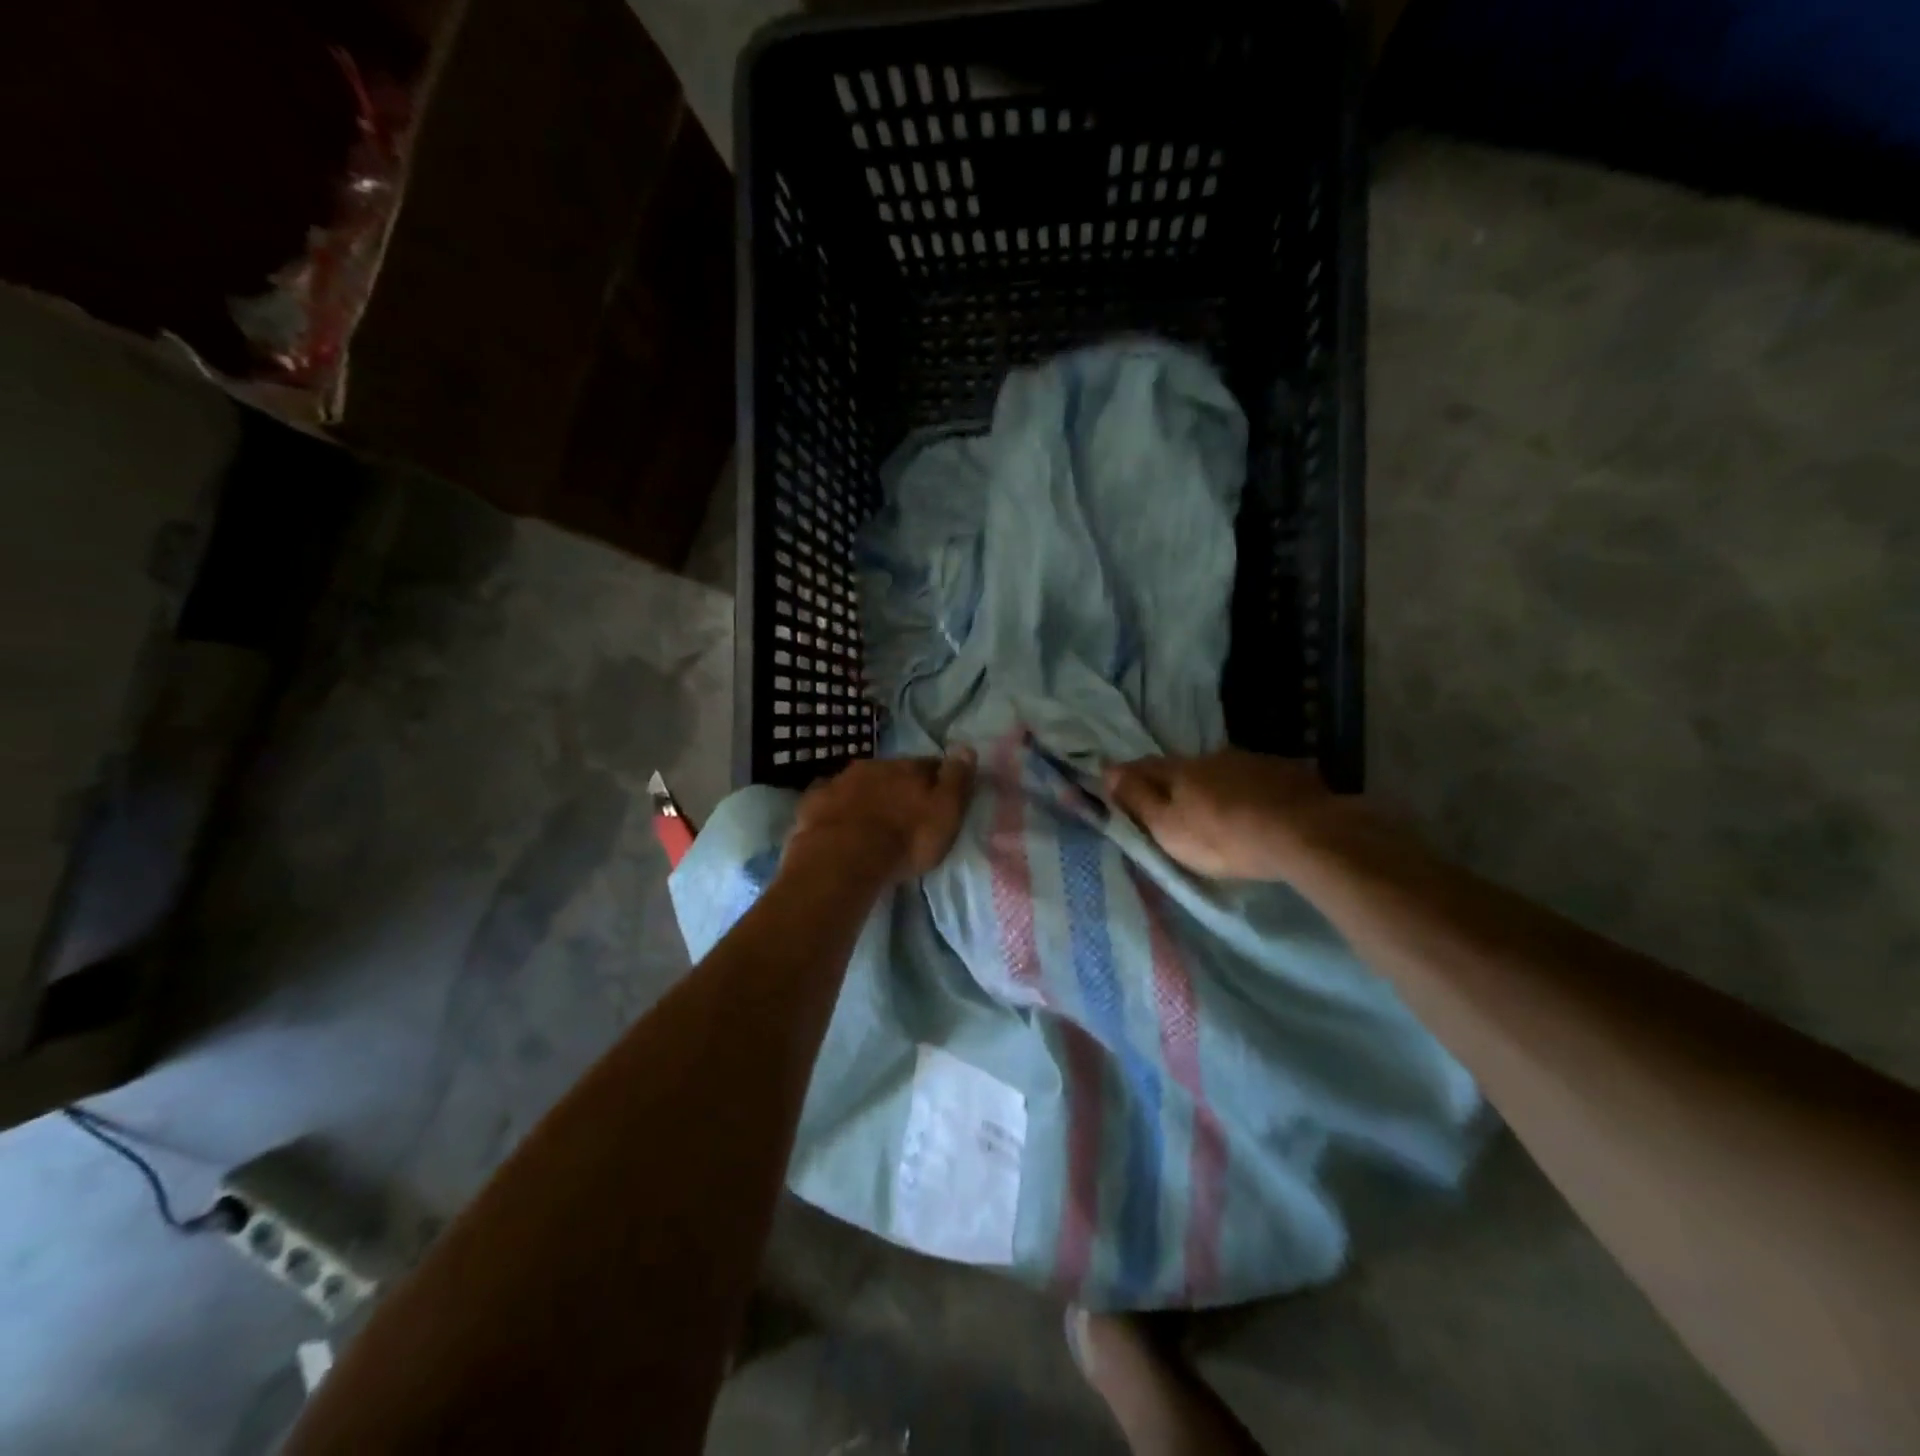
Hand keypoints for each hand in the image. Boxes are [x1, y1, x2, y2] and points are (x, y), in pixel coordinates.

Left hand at [784, 749, 976, 885]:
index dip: (937, 778)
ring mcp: (839, 781)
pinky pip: (829, 799)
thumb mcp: (945, 812)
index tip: (939, 794)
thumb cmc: (905, 838)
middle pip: (892, 772)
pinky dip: (837, 808)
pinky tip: (839, 823)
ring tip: (872, 820)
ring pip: (859, 783)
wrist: (843, 858)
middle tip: (904, 810)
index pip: (929, 765)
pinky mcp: (814, 802)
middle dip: (898, 786)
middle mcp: (874, 766)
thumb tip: (966, 746)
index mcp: (908, 768)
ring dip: (868, 795)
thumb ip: (956, 779)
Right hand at [1104, 749, 1353, 880]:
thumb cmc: (1223, 837)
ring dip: (1214, 785)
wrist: (1304, 834)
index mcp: (1181, 770)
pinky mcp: (1288, 773)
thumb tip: (1107, 771)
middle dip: (1174, 781)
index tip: (1115, 780)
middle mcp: (1214, 757)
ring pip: (1223, 772)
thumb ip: (1138, 800)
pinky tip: (1257, 808)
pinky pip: (1258, 779)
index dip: (1128, 775)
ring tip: (1216, 808)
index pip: (1145, 767)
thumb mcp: (1169, 827)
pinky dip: (1249, 791)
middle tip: (1169, 800)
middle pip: (1184, 768)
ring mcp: (1253, 761)